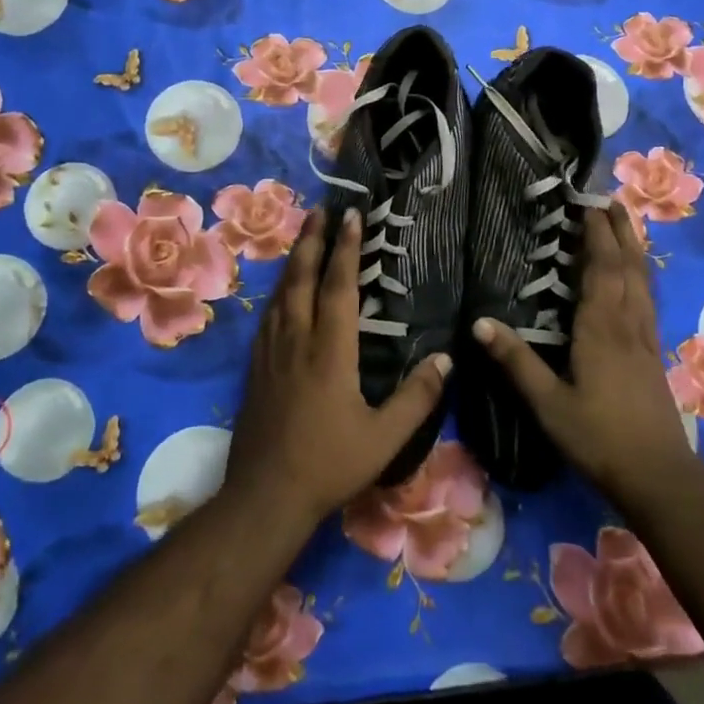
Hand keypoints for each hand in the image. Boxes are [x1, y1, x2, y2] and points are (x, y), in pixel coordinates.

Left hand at [224, 207, 451, 530]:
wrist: (265, 494)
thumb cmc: (329, 464)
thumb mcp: (385, 438)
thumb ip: (418, 398)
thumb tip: (447, 358)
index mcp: (330, 350)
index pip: (339, 286)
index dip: (347, 248)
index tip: (352, 216)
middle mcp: (296, 340)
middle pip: (302, 278)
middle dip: (313, 240)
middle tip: (321, 209)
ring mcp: (271, 352)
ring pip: (281, 293)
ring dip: (294, 260)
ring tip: (304, 238)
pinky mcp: (256, 367)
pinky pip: (267, 315)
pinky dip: (278, 291)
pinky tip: (281, 292)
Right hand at [476, 203, 694, 508]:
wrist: (657, 475)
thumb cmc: (597, 437)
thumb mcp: (548, 403)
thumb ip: (516, 361)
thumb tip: (480, 322)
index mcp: (600, 328)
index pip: (599, 268)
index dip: (595, 233)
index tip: (586, 202)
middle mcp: (627, 323)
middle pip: (627, 265)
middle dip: (618, 229)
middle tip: (609, 199)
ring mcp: (644, 337)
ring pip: (642, 280)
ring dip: (634, 247)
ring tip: (626, 223)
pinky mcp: (653, 353)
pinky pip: (647, 299)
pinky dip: (641, 275)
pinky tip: (637, 277)